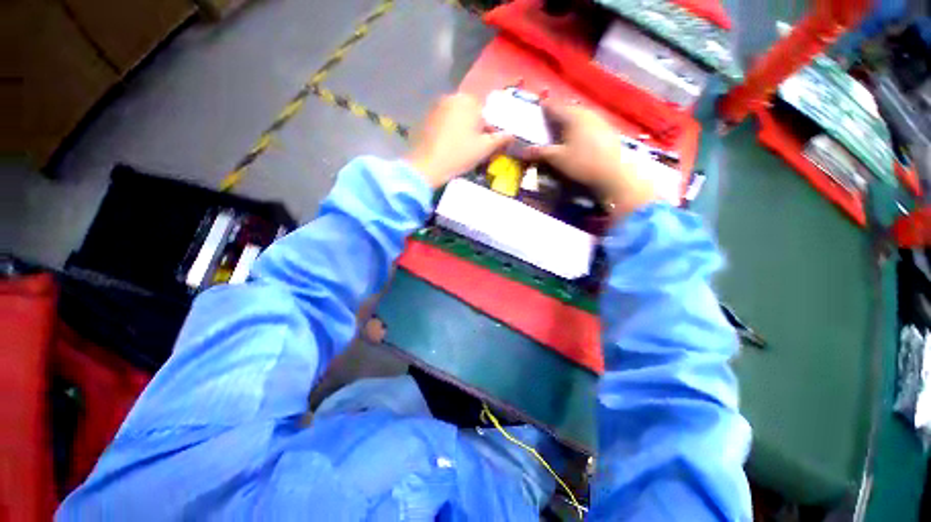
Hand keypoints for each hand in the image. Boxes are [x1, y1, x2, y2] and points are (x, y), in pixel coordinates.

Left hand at [406, 94, 512, 187]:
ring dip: (460, 128)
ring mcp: (435, 107)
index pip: (484, 112)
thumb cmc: (459, 155)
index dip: (487, 129)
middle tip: (473, 147)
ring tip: (459, 148)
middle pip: (469, 112)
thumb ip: (500, 139)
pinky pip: (442, 121)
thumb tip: (512, 134)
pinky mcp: (425, 118)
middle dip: (473, 126)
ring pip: (455, 116)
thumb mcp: (484, 149)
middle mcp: (451, 97)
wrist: (427, 166)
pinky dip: (446, 130)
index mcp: (468, 101)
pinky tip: (445, 146)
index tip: (486, 144)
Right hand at [525, 104, 656, 217]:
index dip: (544, 106)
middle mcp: (587, 113)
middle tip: (548, 120)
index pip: (554, 106)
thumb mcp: (557, 159)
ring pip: (580, 115)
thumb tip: (522, 151)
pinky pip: (589, 123)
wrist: (613, 174)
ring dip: (570, 120)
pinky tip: (579, 137)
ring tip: (563, 128)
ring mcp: (599, 120)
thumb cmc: (582, 163)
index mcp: (572, 116)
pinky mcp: (608, 130)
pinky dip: (581, 127)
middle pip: (568, 109)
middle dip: (557, 113)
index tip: (537, 106)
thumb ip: (539, 153)